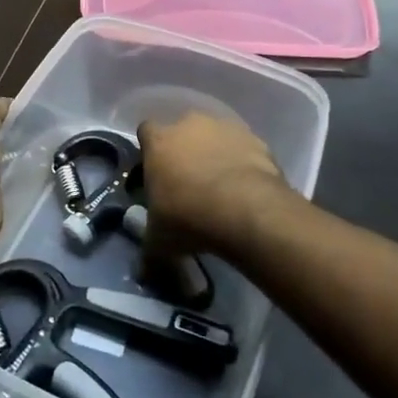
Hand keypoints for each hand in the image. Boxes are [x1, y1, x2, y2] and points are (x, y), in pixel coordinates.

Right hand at [137, 111, 290, 257]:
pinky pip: (244, 149)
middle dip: (185, 152)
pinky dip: (243, 163)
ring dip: (215, 155)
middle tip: (189, 184)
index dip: (150, 152)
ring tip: (221, 190)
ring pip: (215, 137)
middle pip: (182, 131)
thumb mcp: (159, 242)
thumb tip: (141, 273)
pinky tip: (246, 190)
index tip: (155, 173)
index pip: (145, 132)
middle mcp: (189, 124)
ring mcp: (225, 127)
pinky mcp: (256, 139)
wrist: (246, 210)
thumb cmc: (189, 218)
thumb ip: (148, 251)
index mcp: (158, 140)